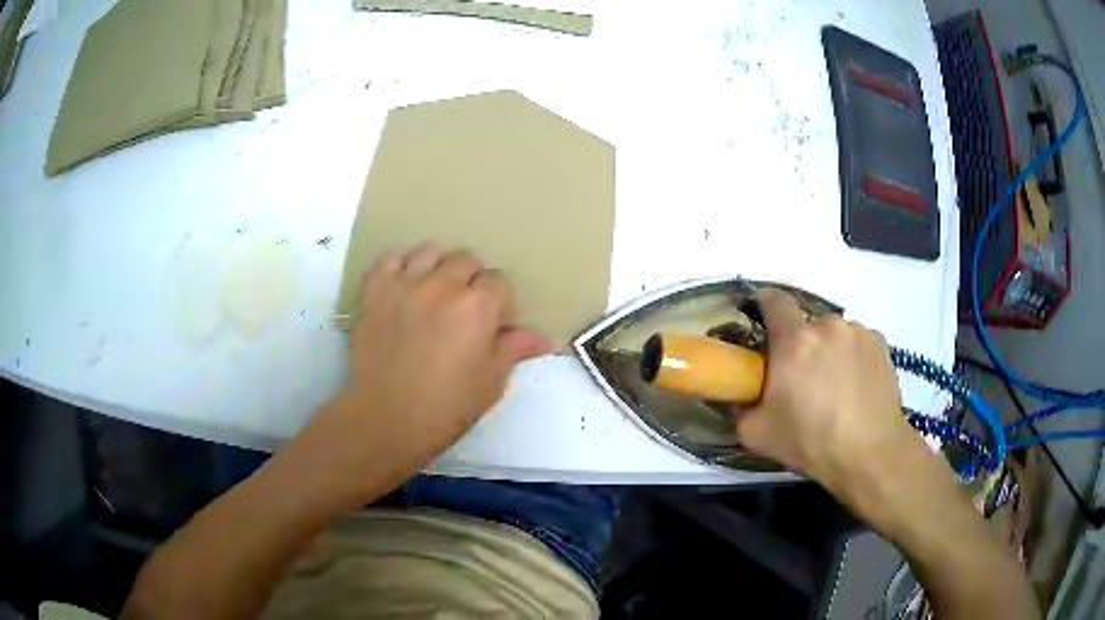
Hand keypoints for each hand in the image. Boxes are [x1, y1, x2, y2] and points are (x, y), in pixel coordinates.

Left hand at [276, 244, 550, 508]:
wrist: (387, 419)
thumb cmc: (446, 407)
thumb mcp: (491, 382)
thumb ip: (514, 349)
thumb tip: (542, 338)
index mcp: (477, 306)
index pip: (499, 282)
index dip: (501, 305)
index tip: (495, 328)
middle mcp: (441, 285)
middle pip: (467, 261)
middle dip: (474, 282)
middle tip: (467, 313)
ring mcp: (404, 284)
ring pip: (431, 251)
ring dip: (441, 267)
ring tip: (437, 293)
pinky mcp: (374, 291)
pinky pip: (391, 257)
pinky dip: (403, 263)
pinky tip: (408, 281)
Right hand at [732, 288, 926, 497]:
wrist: (869, 453)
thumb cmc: (810, 442)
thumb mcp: (756, 434)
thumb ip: (740, 406)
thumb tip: (740, 394)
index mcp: (794, 340)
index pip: (774, 300)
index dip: (765, 305)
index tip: (764, 324)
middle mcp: (827, 326)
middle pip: (806, 324)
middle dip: (801, 344)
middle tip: (802, 379)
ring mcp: (858, 332)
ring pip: (834, 334)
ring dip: (829, 351)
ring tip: (835, 388)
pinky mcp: (880, 344)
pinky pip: (857, 342)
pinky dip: (852, 358)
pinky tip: (856, 388)